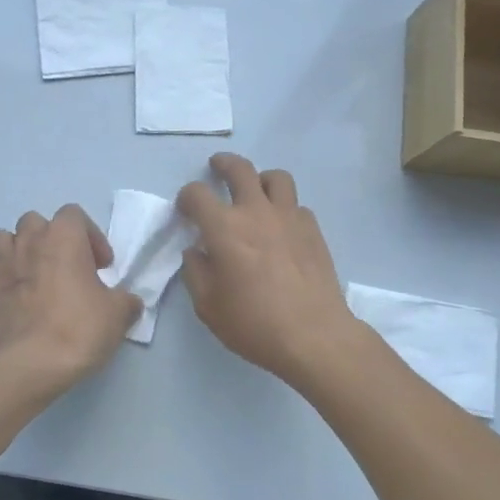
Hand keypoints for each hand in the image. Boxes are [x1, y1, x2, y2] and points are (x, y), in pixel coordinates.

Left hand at [0, 204, 142, 389]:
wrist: (35, 364)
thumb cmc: (80, 329)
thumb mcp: (119, 314)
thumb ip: (125, 300)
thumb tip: (128, 302)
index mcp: (64, 237)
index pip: (74, 214)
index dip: (89, 236)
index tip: (100, 266)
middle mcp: (29, 241)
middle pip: (35, 221)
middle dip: (49, 239)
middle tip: (64, 267)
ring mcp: (0, 264)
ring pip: (1, 238)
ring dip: (16, 250)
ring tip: (30, 275)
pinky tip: (2, 290)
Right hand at [177, 153, 359, 383]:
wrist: (313, 335)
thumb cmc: (253, 323)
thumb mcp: (207, 306)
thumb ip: (196, 272)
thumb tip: (196, 252)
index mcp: (224, 228)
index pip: (197, 194)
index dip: (186, 197)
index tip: (186, 209)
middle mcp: (256, 212)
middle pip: (239, 169)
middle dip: (223, 164)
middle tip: (217, 168)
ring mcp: (289, 217)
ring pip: (276, 177)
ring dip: (261, 179)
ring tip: (256, 191)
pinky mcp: (313, 230)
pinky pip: (297, 205)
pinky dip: (285, 208)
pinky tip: (281, 227)